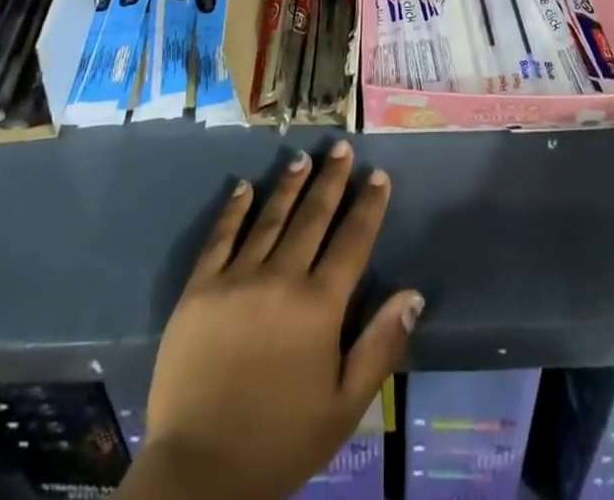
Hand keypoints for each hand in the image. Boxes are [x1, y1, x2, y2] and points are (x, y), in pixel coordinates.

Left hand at [134, 141, 422, 499]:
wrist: (200, 473)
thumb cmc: (280, 441)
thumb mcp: (344, 407)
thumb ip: (380, 346)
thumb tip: (414, 294)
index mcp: (319, 306)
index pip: (352, 240)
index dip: (368, 205)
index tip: (378, 175)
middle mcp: (281, 278)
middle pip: (312, 216)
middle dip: (331, 179)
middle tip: (341, 147)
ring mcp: (236, 279)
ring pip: (270, 218)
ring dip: (289, 184)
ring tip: (302, 158)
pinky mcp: (199, 289)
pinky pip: (220, 238)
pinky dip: (234, 209)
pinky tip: (244, 187)